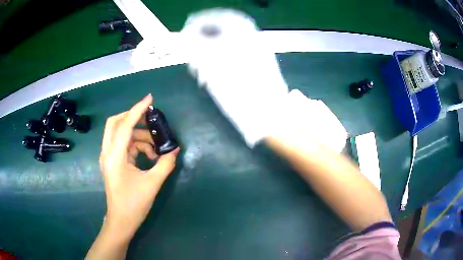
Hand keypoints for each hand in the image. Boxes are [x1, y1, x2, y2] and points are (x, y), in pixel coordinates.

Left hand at [99, 94, 179, 240]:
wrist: (121, 221)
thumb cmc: (134, 204)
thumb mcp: (152, 184)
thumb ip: (165, 164)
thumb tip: (175, 150)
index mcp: (114, 155)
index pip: (125, 125)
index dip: (138, 110)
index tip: (150, 99)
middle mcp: (108, 152)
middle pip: (115, 123)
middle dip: (132, 117)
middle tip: (150, 119)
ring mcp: (109, 157)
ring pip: (121, 134)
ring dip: (138, 136)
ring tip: (155, 148)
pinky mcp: (113, 162)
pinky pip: (123, 145)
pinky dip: (136, 146)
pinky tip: (149, 156)